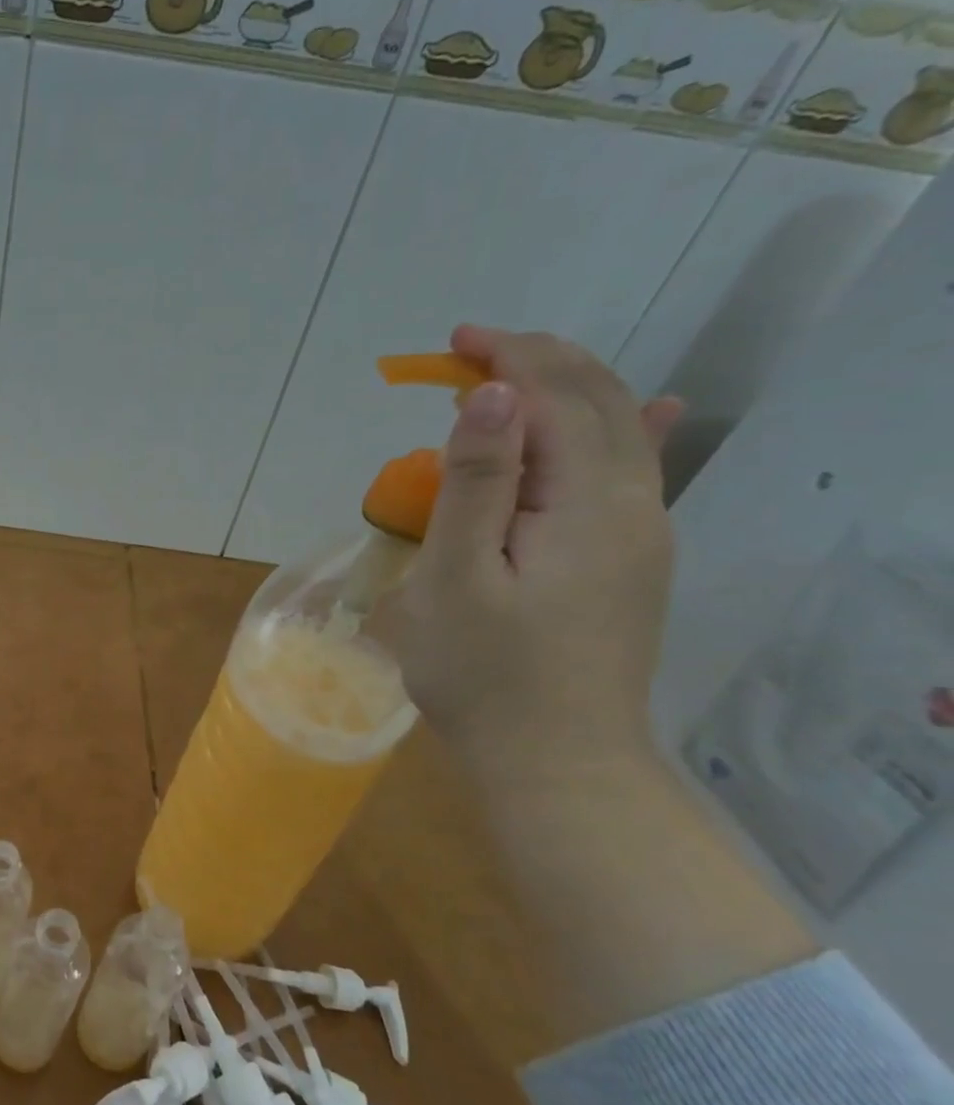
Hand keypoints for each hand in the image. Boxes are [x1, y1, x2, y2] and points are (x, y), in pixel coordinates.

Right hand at [386, 325, 683, 789]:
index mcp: (589, 503)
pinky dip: (624, 430)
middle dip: (537, 364)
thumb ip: (477, 485)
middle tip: (470, 350)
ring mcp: (643, 537)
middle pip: (598, 405)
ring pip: (619, 434)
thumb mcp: (457, 578)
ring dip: (566, 392)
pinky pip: (634, 475)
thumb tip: (492, 396)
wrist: (554, 762)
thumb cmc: (484, 673)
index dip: (509, 359)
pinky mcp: (631, 565)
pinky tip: (650, 411)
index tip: (454, 342)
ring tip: (510, 378)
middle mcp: (635, 506)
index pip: (559, 399)